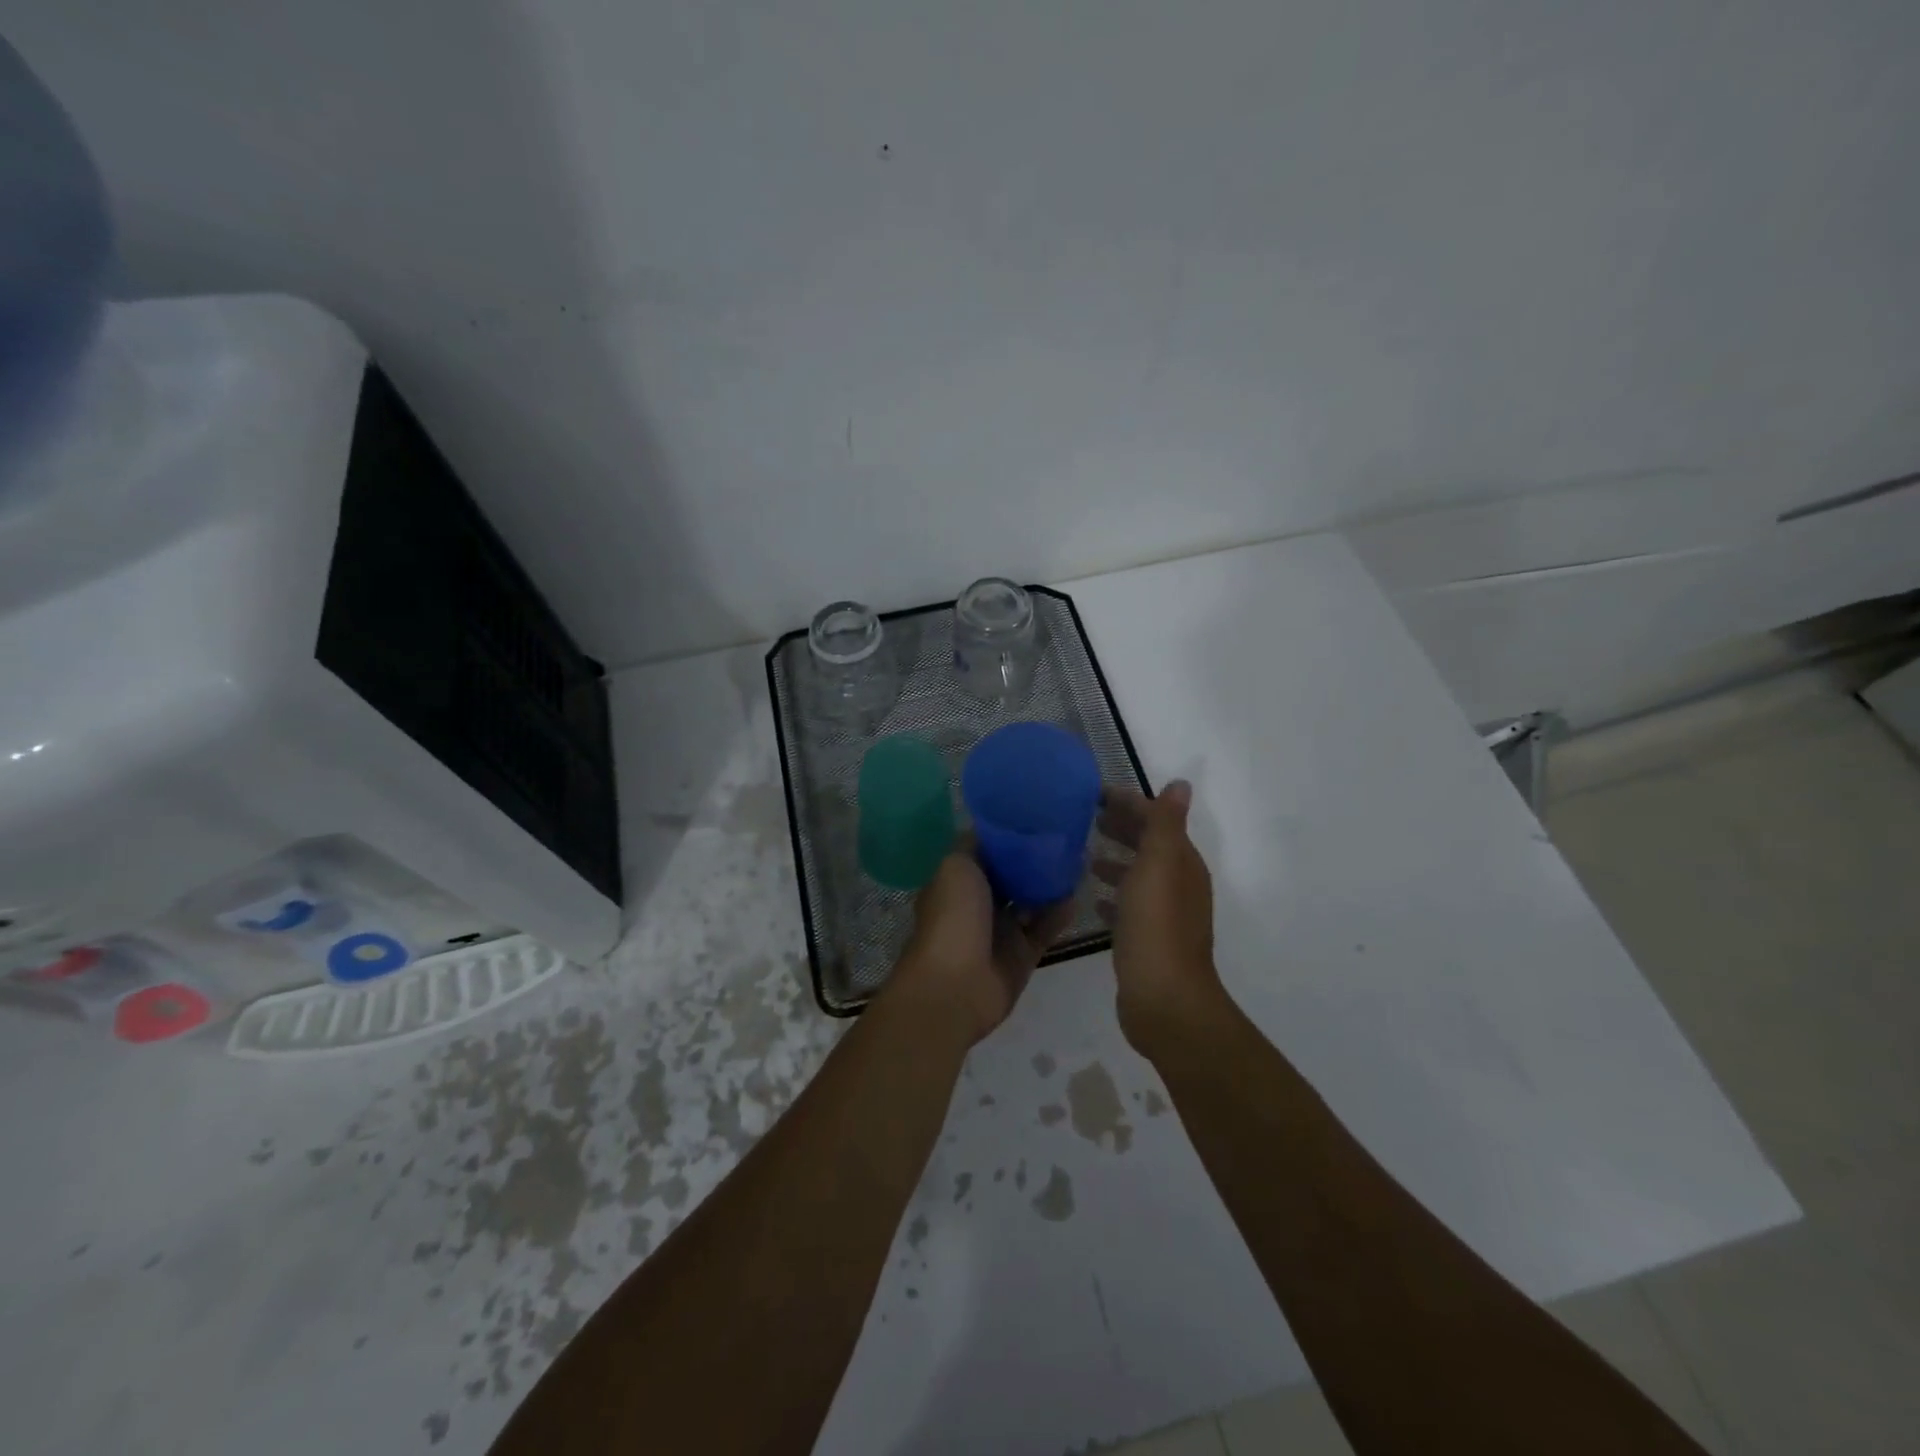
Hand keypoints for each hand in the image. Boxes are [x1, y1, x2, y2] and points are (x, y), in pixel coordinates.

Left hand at [889, 848, 1074, 1044]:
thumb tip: (994, 831)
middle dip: (1035, 860)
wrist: (955, 986)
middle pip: (1012, 876)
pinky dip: (1059, 914)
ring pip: (1031, 901)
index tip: (1037, 817)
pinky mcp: (1022, 954)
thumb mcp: (956, 866)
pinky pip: (1045, 928)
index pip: (986, 853)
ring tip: (1080, 861)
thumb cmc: (952, 918)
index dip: (1009, 837)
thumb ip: (976, 846)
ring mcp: (1001, 930)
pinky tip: (1076, 895)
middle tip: (1066, 839)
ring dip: (1051, 884)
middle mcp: (978, 904)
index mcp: (958, 881)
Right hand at [1093, 781, 1222, 1053]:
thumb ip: (1166, 824)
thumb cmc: (1157, 926)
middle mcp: (1178, 886)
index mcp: (1182, 864)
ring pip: (1138, 876)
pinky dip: (1113, 895)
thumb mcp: (1160, 865)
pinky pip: (1128, 907)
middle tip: (1084, 817)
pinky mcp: (1147, 941)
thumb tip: (1181, 783)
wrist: (1163, 999)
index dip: (1130, 803)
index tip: (1093, 793)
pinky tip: (1093, 897)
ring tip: (1083, 854)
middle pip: (1149, 846)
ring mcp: (1163, 916)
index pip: (1157, 820)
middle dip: (1122, 828)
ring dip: (1116, 860)